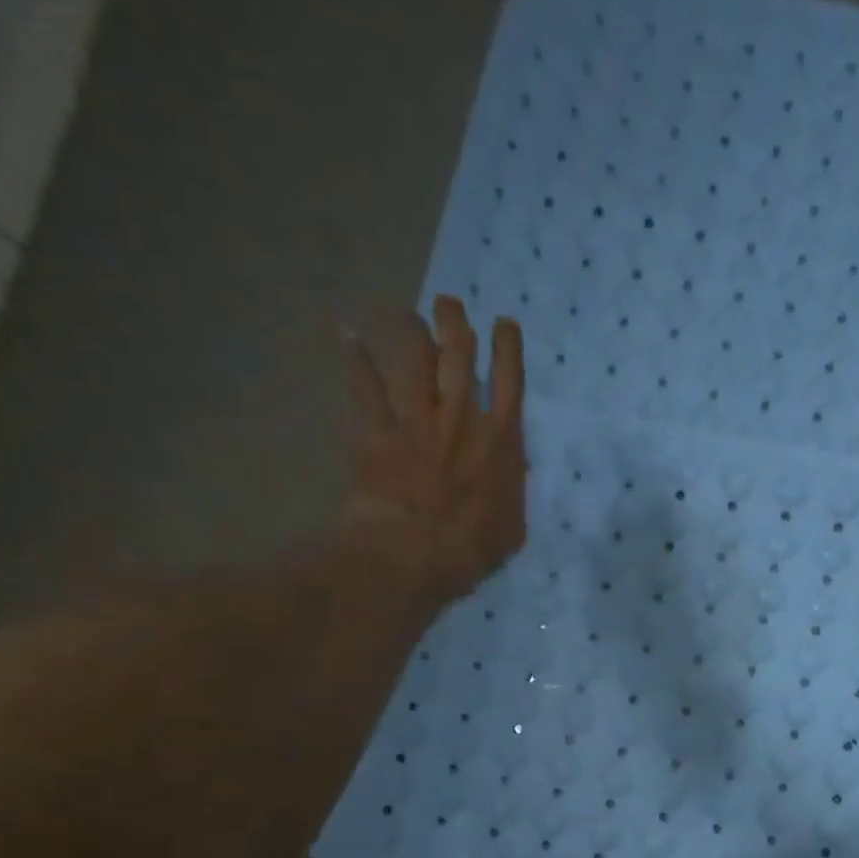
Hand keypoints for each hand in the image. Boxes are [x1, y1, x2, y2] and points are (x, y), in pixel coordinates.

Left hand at [339, 295, 527, 604]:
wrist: (411, 553)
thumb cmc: (471, 548)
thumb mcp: (512, 526)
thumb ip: (512, 490)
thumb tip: (511, 470)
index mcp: (501, 441)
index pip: (509, 380)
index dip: (507, 347)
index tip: (503, 324)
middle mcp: (459, 417)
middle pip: (459, 355)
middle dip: (455, 323)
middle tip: (450, 304)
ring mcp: (415, 420)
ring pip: (414, 359)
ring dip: (411, 331)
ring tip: (408, 313)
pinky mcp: (376, 430)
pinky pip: (364, 385)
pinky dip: (355, 358)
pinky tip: (346, 333)